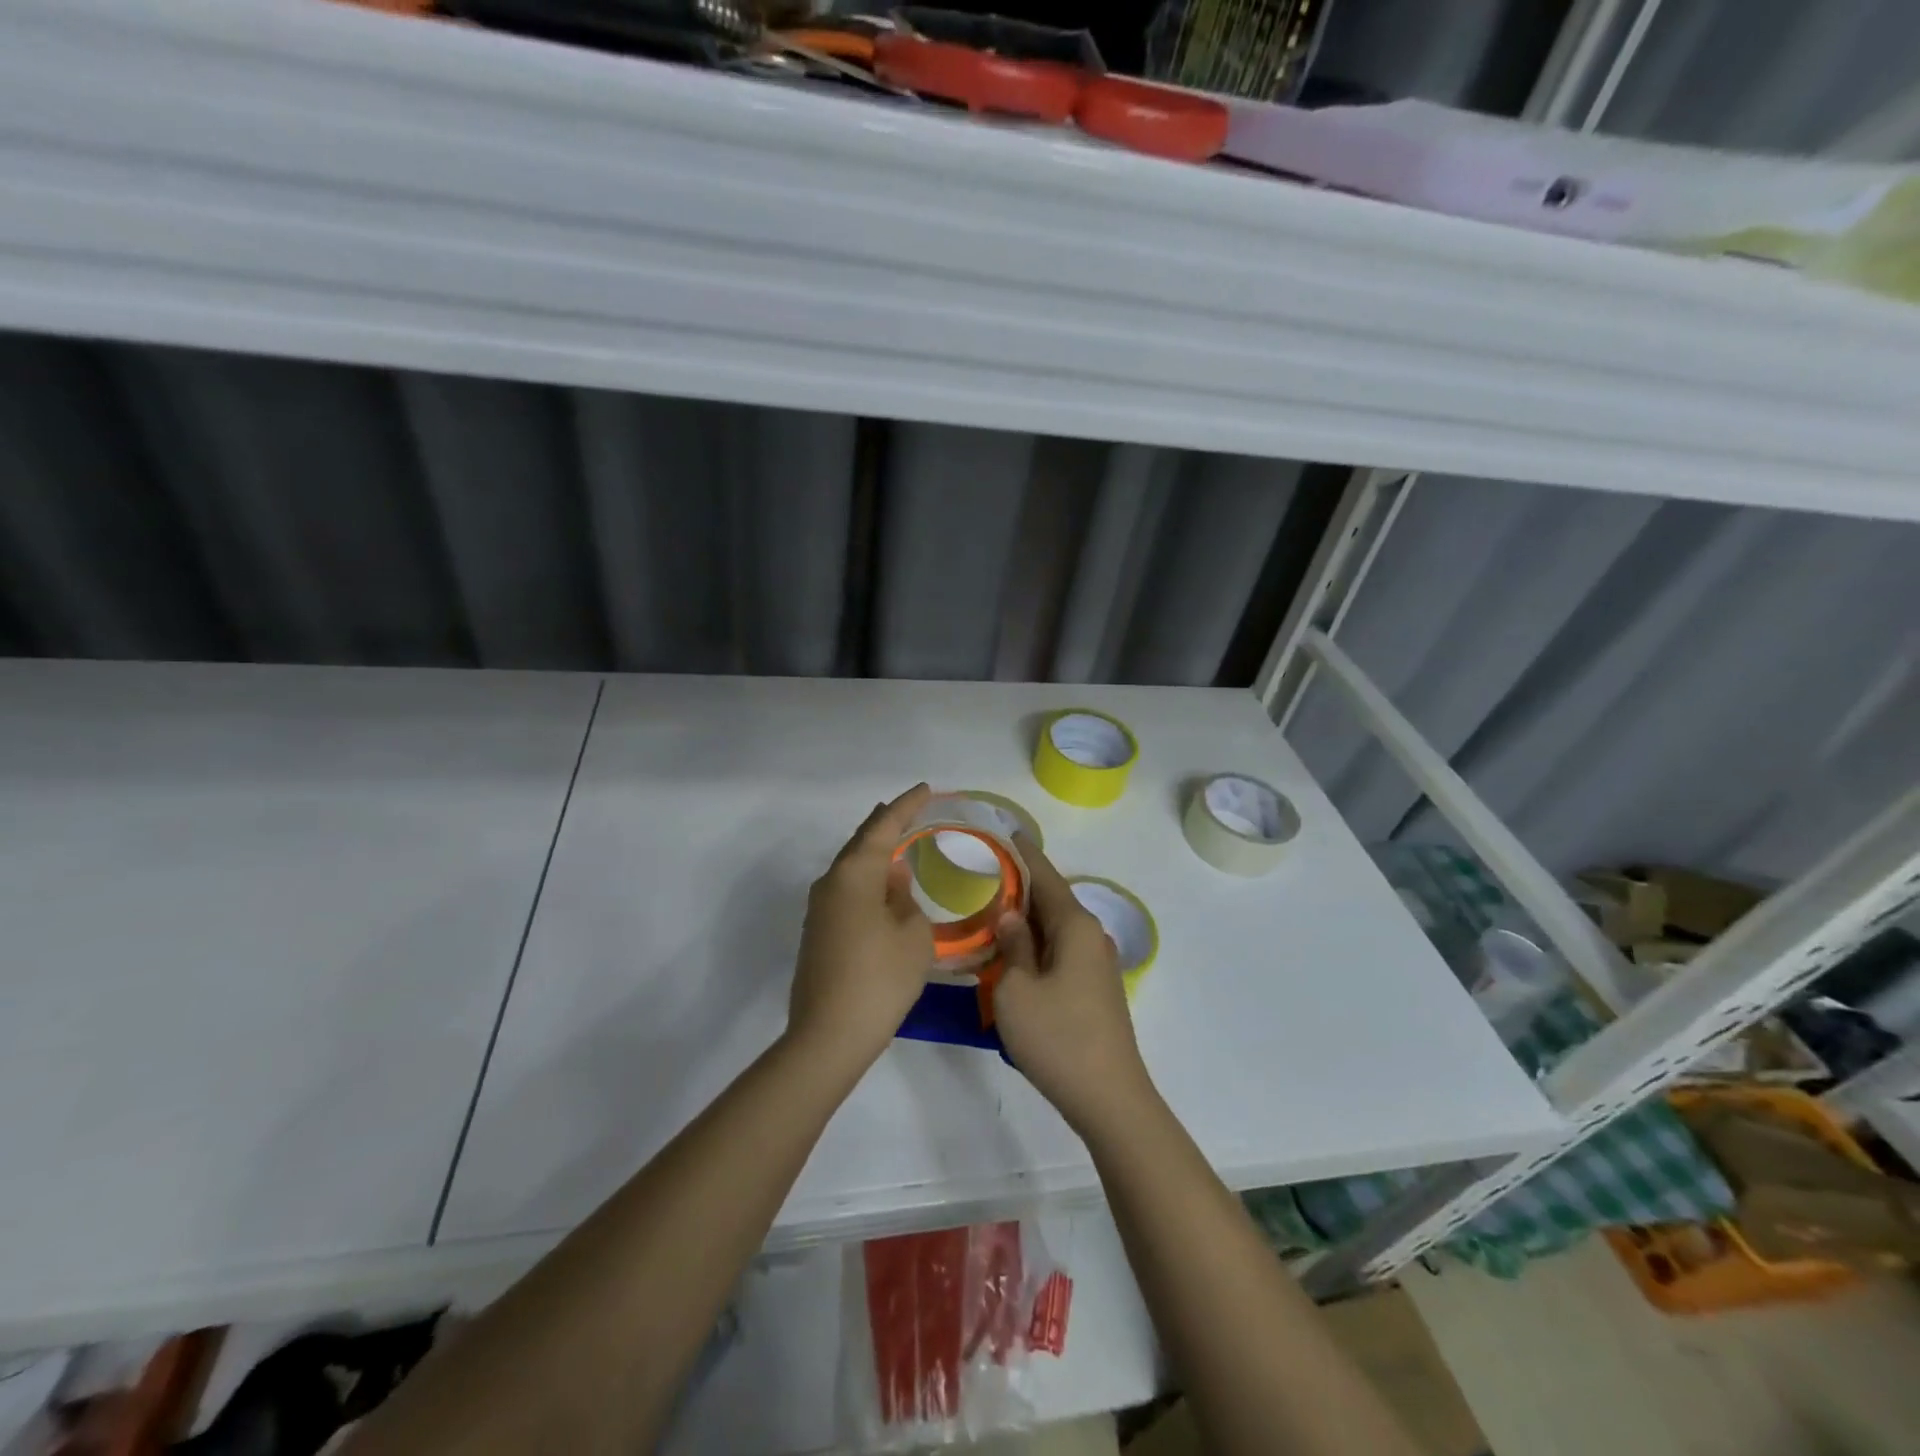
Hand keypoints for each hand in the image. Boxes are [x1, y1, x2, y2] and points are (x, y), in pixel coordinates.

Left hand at [788, 784, 935, 1072]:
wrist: (829, 1035)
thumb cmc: (880, 978)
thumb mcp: (913, 934)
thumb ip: (905, 897)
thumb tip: (893, 879)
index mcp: (854, 874)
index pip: (883, 827)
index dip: (906, 806)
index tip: (925, 788)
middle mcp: (830, 883)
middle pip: (860, 843)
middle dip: (885, 824)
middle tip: (909, 809)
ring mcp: (819, 910)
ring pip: (851, 868)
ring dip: (874, 853)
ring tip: (898, 842)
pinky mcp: (817, 933)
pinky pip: (846, 891)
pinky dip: (867, 880)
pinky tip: (882, 888)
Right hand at [992, 838, 1157, 1136]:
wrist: (1109, 1098)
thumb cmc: (1057, 1038)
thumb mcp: (1016, 991)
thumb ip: (1011, 946)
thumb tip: (1010, 916)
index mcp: (1076, 927)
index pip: (1046, 877)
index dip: (1025, 854)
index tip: (1009, 832)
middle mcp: (1093, 937)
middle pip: (1053, 901)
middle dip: (1021, 888)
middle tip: (984, 877)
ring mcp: (1098, 965)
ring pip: (1057, 929)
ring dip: (1027, 922)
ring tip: (991, 915)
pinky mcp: (1096, 990)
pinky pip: (1062, 952)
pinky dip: (1037, 946)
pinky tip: (1015, 958)